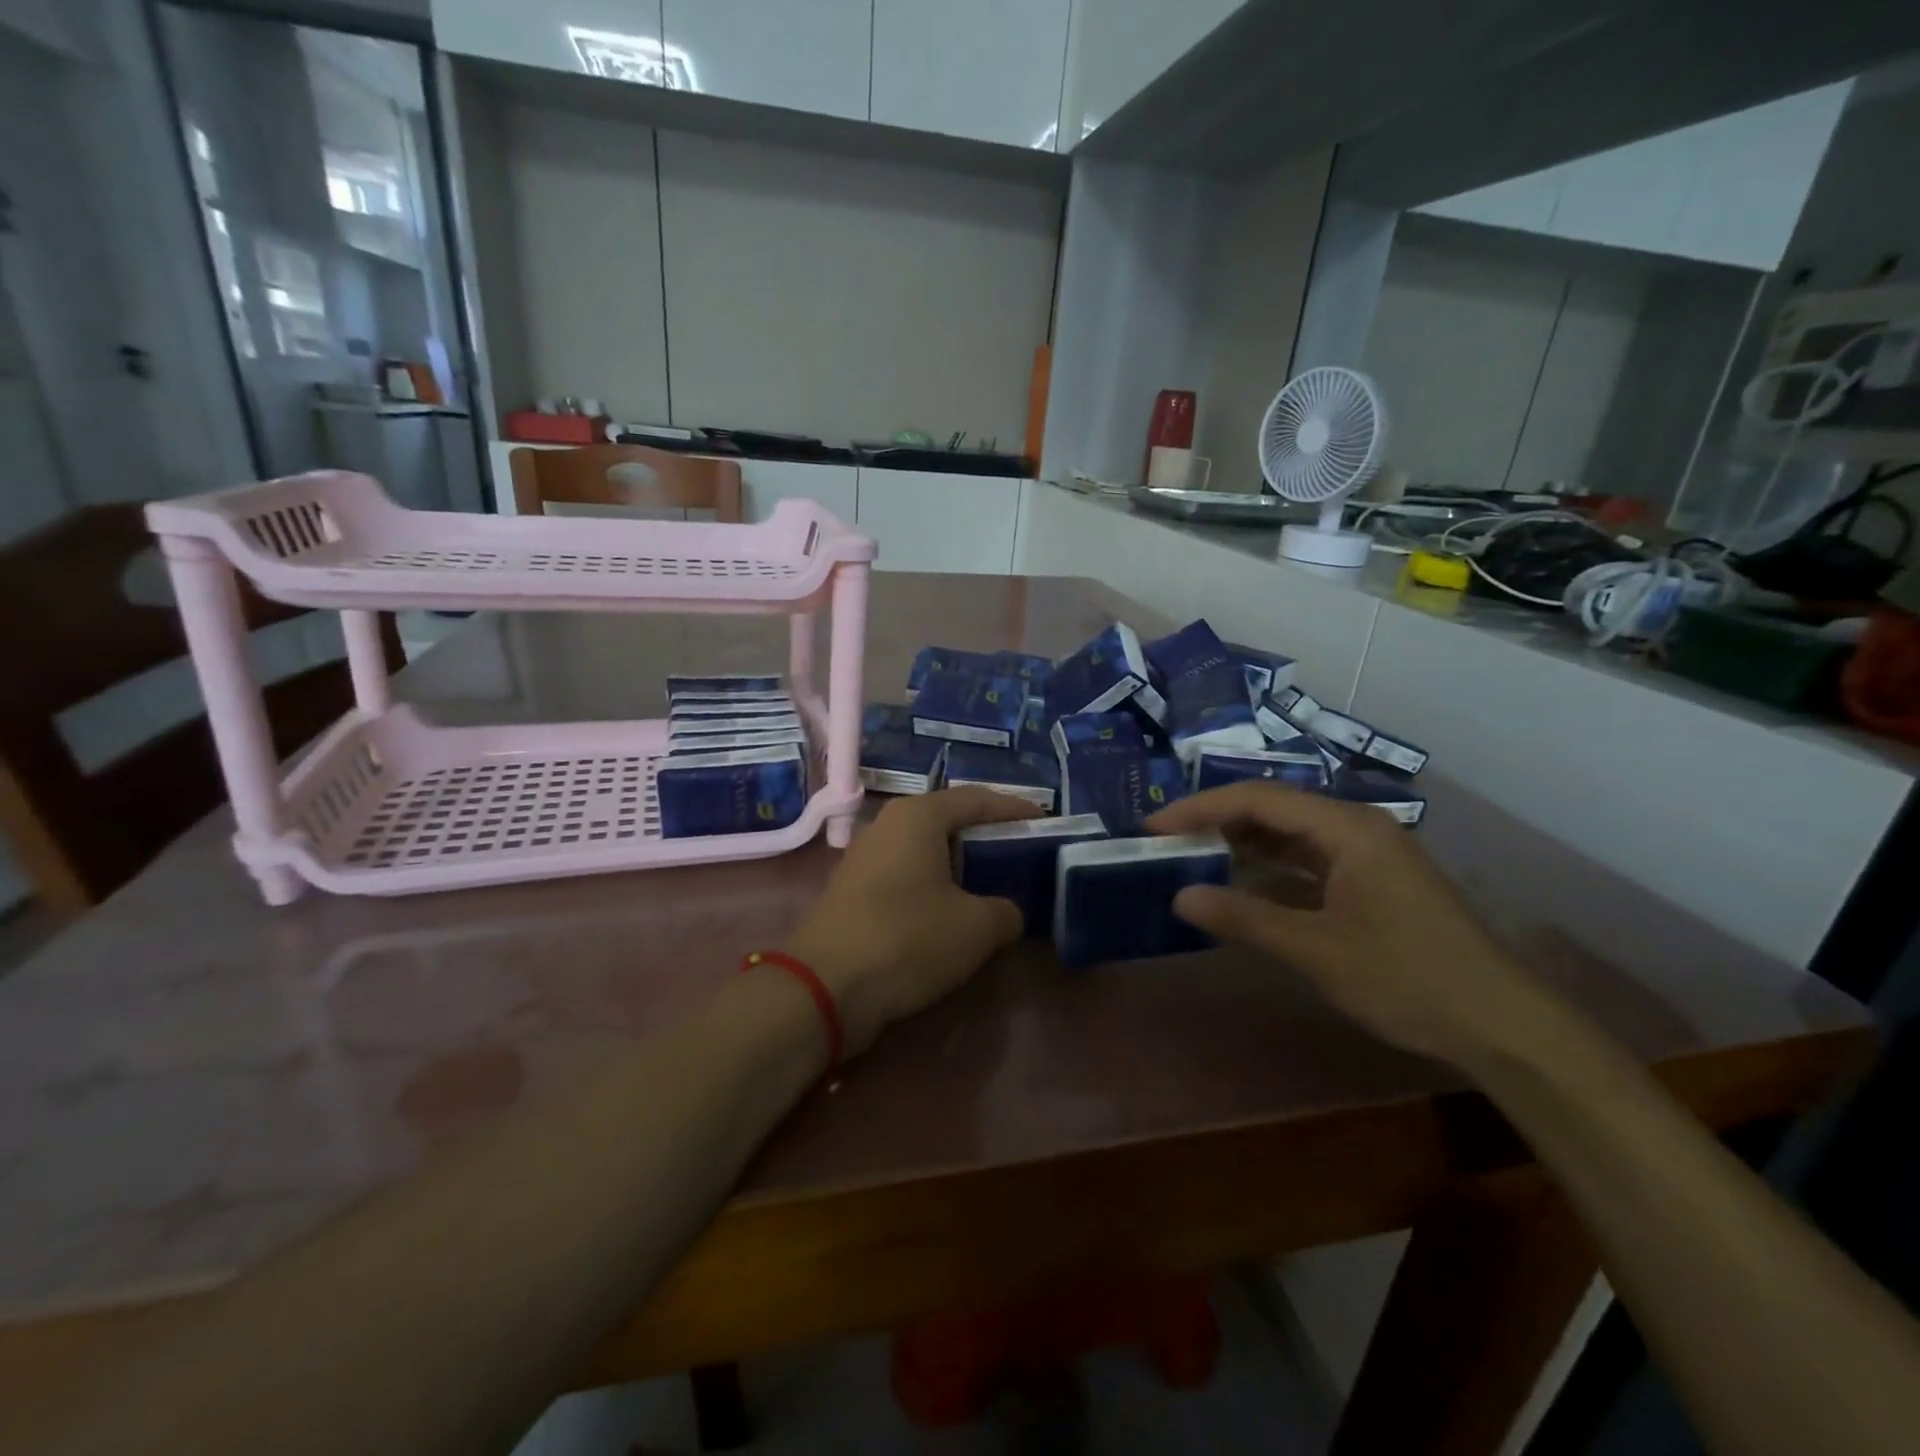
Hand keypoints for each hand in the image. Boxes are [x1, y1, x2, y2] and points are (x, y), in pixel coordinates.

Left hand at [782, 788, 1040, 1054]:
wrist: (824, 987)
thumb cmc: (907, 939)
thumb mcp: (976, 927)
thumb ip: (1006, 911)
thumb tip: (1005, 912)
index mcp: (918, 816)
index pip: (978, 799)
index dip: (1016, 810)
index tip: (1046, 823)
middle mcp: (888, 825)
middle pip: (950, 822)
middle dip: (989, 838)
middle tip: (1025, 857)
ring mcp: (866, 858)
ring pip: (927, 851)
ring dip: (962, 866)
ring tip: (997, 886)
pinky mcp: (854, 891)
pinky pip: (908, 876)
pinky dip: (937, 887)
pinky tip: (955, 913)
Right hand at [1148, 782, 1557, 1068]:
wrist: (1501, 1025)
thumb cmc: (1408, 979)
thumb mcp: (1316, 950)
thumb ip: (1245, 918)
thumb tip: (1179, 896)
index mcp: (1348, 829)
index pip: (1259, 800)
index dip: (1201, 809)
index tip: (1154, 826)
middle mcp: (1356, 828)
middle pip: (1272, 809)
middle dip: (1216, 821)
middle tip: (1165, 840)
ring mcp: (1365, 855)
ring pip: (1288, 835)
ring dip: (1241, 844)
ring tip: (1191, 857)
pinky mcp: (1370, 882)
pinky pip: (1306, 862)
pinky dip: (1268, 870)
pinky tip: (1239, 886)